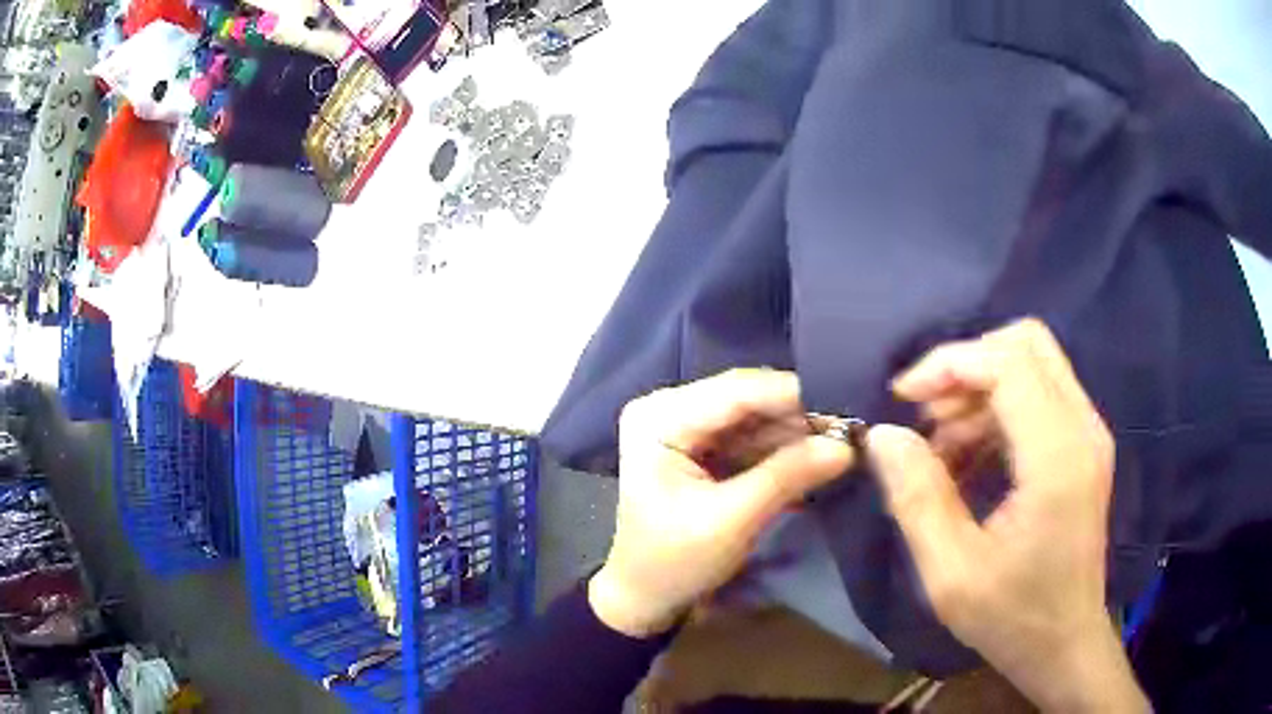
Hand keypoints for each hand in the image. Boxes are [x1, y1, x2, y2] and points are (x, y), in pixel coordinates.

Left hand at [589, 369, 854, 637]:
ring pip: (758, 418)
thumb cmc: (674, 562)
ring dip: (800, 433)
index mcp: (660, 417)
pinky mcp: (706, 448)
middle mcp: (671, 409)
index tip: (851, 405)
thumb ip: (787, 476)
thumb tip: (847, 445)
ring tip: (851, 441)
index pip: (737, 391)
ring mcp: (689, 427)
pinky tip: (824, 456)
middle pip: (749, 400)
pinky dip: (787, 450)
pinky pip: (755, 439)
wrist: (646, 597)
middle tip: (857, 427)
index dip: (795, 395)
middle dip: (802, 415)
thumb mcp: (731, 521)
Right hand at [867, 320, 1148, 712]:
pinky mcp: (1084, 445)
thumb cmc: (1013, 618)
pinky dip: (998, 408)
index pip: (1008, 362)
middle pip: (1027, 344)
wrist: (1065, 644)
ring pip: (1033, 364)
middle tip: (926, 414)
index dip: (950, 364)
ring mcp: (1088, 433)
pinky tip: (970, 456)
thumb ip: (917, 499)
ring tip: (941, 446)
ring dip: (980, 388)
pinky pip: (1039, 394)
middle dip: (967, 365)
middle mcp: (1083, 428)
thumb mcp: (951, 573)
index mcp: (1057, 457)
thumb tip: (883, 435)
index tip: (903, 398)